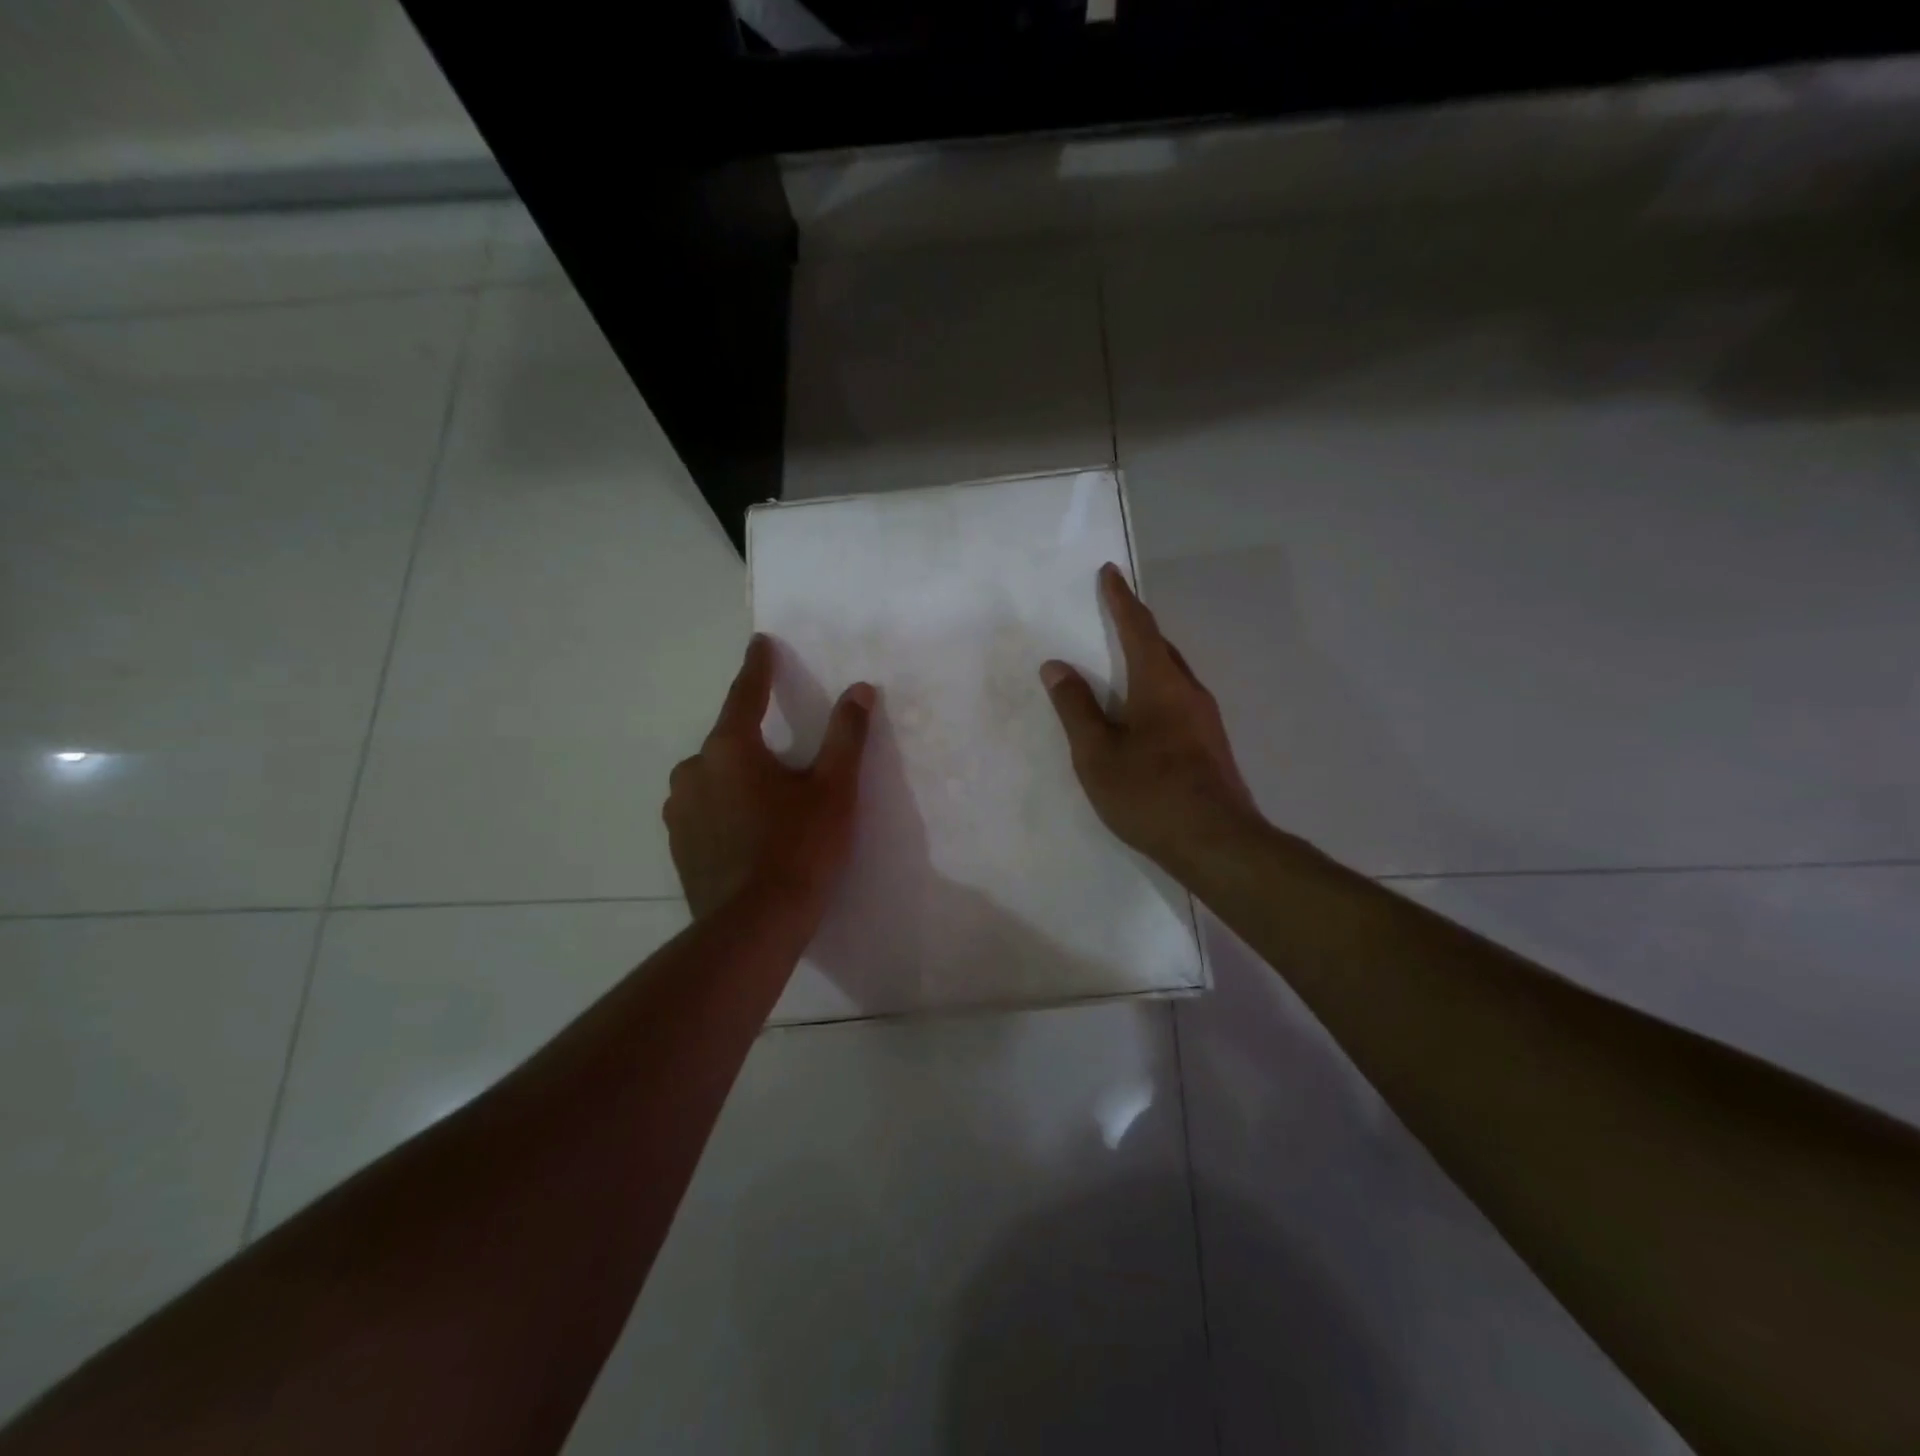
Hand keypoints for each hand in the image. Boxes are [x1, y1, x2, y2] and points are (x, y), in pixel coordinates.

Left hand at [664, 635, 874, 921]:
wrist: (754, 926)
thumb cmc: (799, 848)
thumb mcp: (833, 789)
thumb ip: (846, 735)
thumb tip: (860, 689)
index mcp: (729, 748)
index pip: (745, 694)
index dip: (758, 667)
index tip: (760, 643)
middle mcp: (694, 771)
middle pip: (729, 742)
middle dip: (754, 741)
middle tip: (786, 761)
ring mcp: (679, 812)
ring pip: (713, 779)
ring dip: (738, 780)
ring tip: (770, 806)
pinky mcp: (678, 846)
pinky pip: (704, 811)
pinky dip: (725, 811)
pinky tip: (749, 836)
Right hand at [1041, 563, 1260, 874]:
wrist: (1216, 843)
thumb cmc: (1149, 792)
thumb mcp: (1097, 753)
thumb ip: (1075, 708)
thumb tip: (1056, 666)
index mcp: (1160, 684)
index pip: (1137, 628)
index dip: (1120, 600)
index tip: (1109, 572)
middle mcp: (1189, 692)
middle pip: (1161, 648)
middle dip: (1136, 628)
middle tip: (1113, 615)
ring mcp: (1205, 720)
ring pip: (1172, 676)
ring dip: (1148, 661)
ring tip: (1122, 664)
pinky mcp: (1210, 746)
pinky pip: (1178, 701)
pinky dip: (1155, 691)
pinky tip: (1142, 715)